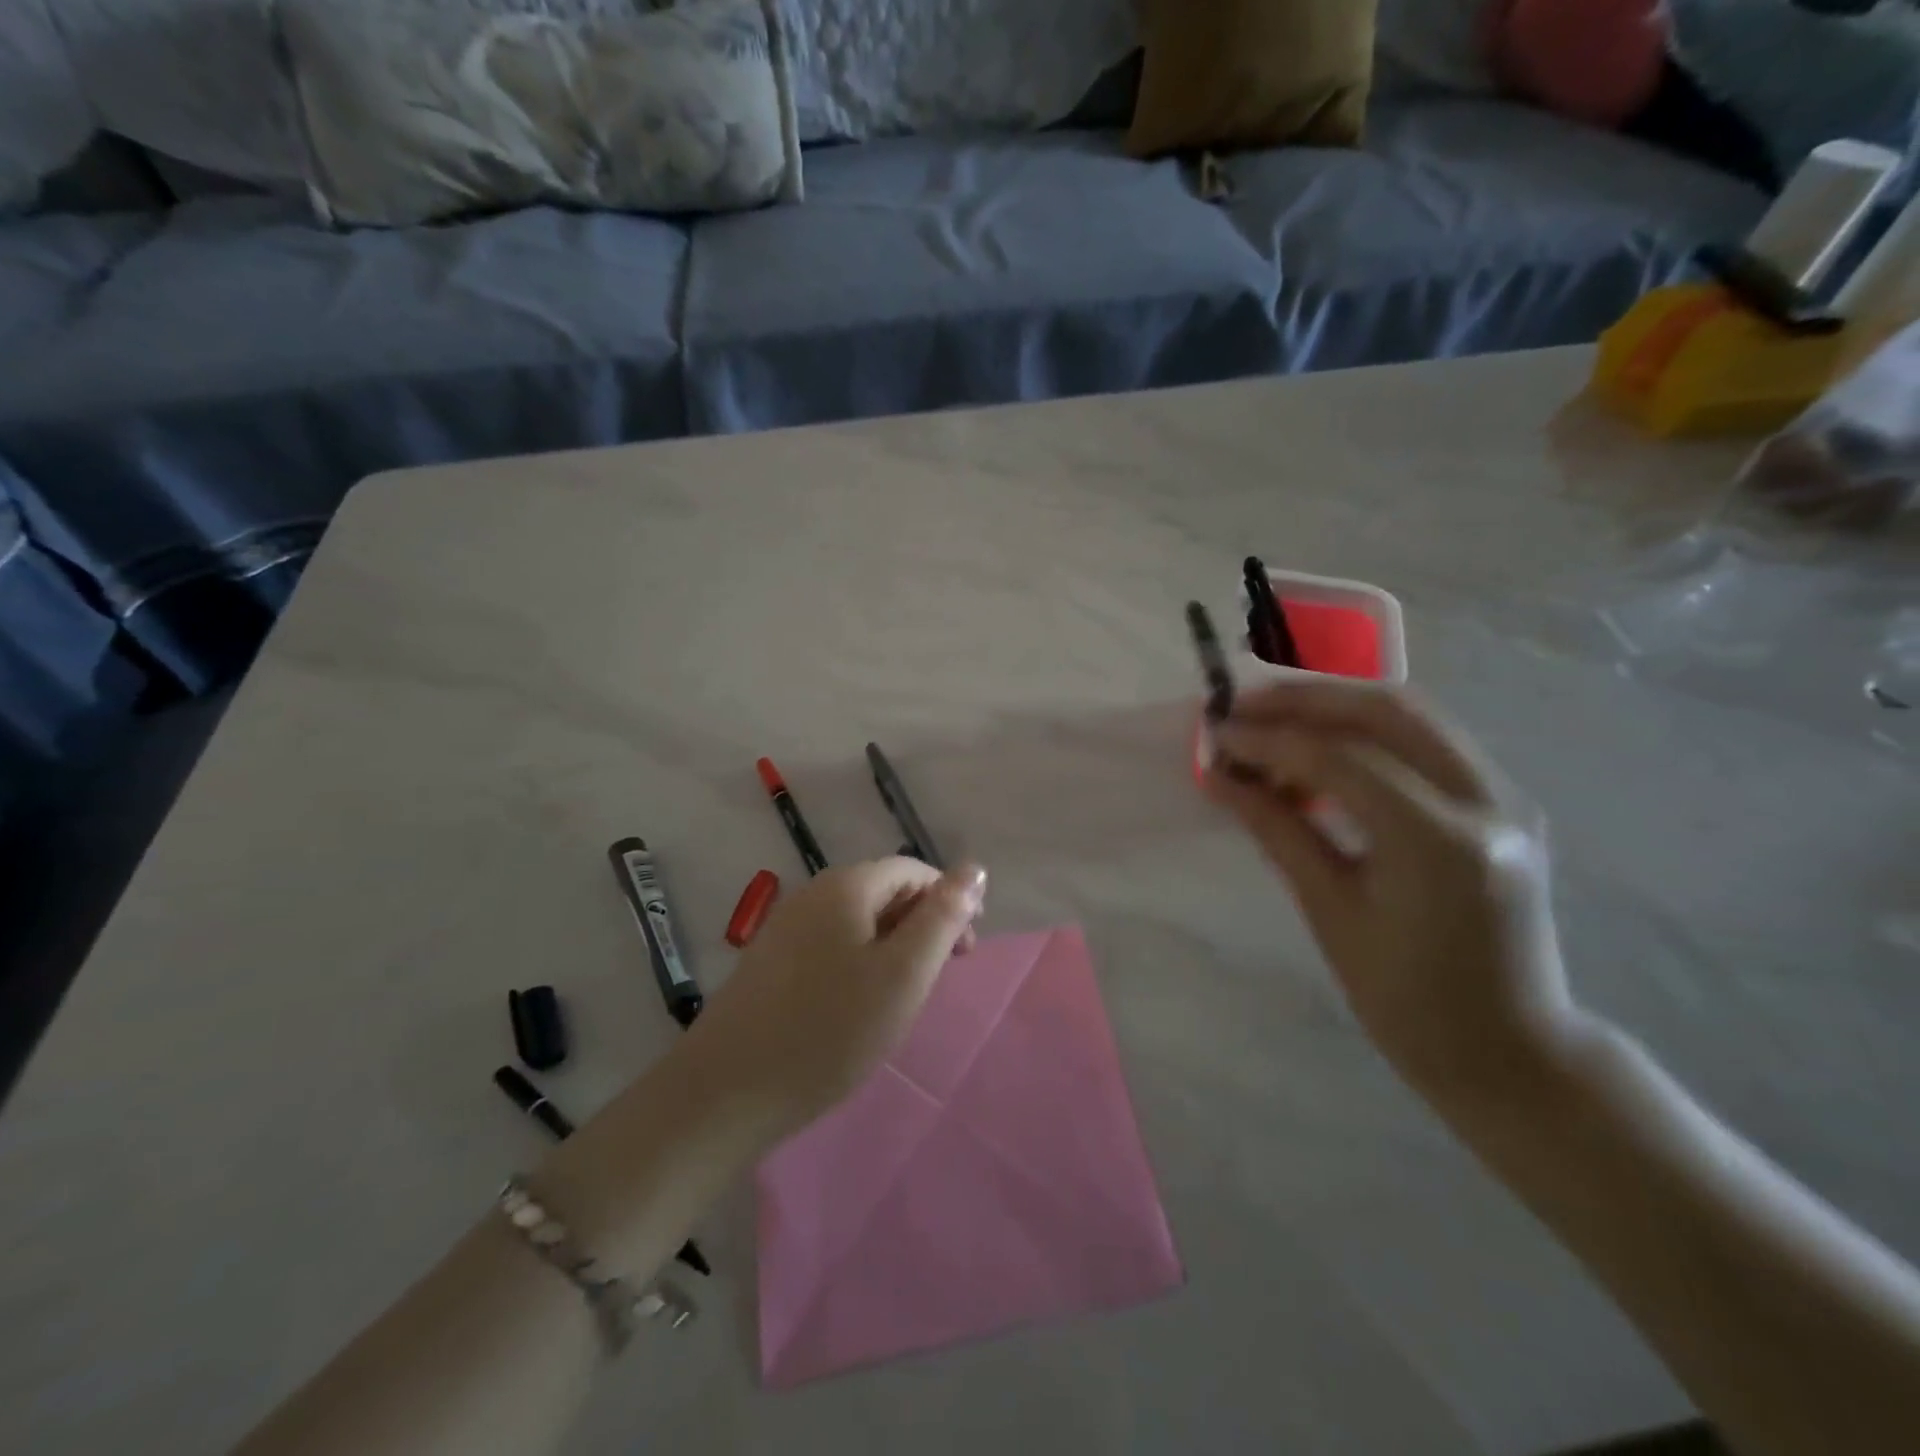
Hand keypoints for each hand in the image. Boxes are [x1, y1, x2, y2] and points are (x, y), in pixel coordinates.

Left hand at [684, 858, 988, 1142]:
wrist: (725, 1092)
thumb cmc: (829, 1030)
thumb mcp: (903, 974)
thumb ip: (942, 918)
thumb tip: (973, 868)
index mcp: (846, 885)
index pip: (912, 871)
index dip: (948, 901)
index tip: (966, 951)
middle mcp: (812, 892)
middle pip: (883, 890)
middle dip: (921, 923)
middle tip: (940, 976)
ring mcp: (785, 926)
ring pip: (856, 920)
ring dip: (891, 945)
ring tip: (903, 994)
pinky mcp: (769, 960)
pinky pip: (829, 944)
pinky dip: (858, 961)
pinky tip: (858, 1003)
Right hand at [1204, 681, 1592, 1105]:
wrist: (1509, 1050)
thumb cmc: (1407, 1000)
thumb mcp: (1330, 912)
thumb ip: (1276, 829)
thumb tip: (1220, 777)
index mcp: (1439, 843)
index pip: (1341, 758)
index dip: (1269, 739)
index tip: (1216, 733)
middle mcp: (1486, 802)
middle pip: (1389, 709)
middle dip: (1307, 699)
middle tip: (1243, 706)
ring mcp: (1507, 798)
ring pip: (1415, 715)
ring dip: (1337, 709)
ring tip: (1274, 725)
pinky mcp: (1504, 803)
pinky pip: (1429, 743)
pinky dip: (1368, 735)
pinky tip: (1323, 755)